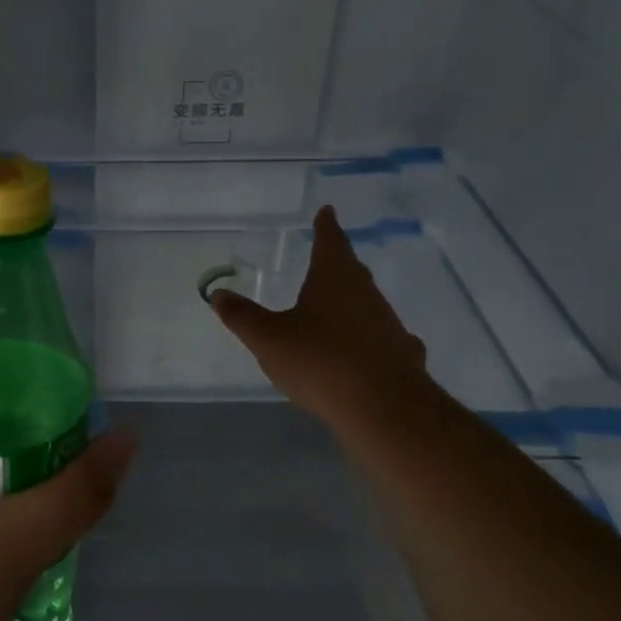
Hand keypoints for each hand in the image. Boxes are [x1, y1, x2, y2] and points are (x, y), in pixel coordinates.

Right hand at [211, 205, 431, 437]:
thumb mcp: (268, 339)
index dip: (326, 226)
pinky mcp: (402, 355)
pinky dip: (368, 337)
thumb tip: (218, 293)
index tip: (327, 211)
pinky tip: (363, 351)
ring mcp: (389, 324)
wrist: (384, 408)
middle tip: (327, 255)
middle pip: (351, 270)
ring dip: (351, 301)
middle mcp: (366, 294)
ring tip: (335, 306)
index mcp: (334, 278)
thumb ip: (242, 316)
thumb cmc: (320, 361)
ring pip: (367, 303)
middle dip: (337, 262)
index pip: (330, 241)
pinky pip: (381, 337)